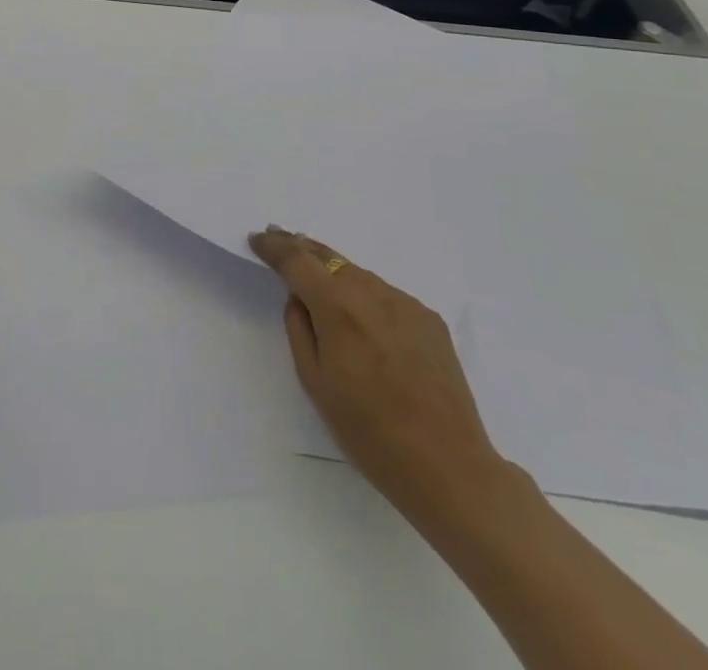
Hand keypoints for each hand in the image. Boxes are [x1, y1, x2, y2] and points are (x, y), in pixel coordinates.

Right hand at [250, 225, 509, 520]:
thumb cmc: (369, 433)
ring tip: (319, 281)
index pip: (297, 260)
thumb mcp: (314, 383)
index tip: (257, 239)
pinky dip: (366, 296)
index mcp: (337, 308)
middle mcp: (372, 293)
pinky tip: (364, 320)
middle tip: (279, 238)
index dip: (274, 247)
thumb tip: (300, 299)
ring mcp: (405, 304)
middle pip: (329, 256)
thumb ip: (300, 329)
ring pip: (358, 274)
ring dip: (334, 272)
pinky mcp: (430, 320)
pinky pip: (386, 296)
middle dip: (300, 246)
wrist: (450, 468)